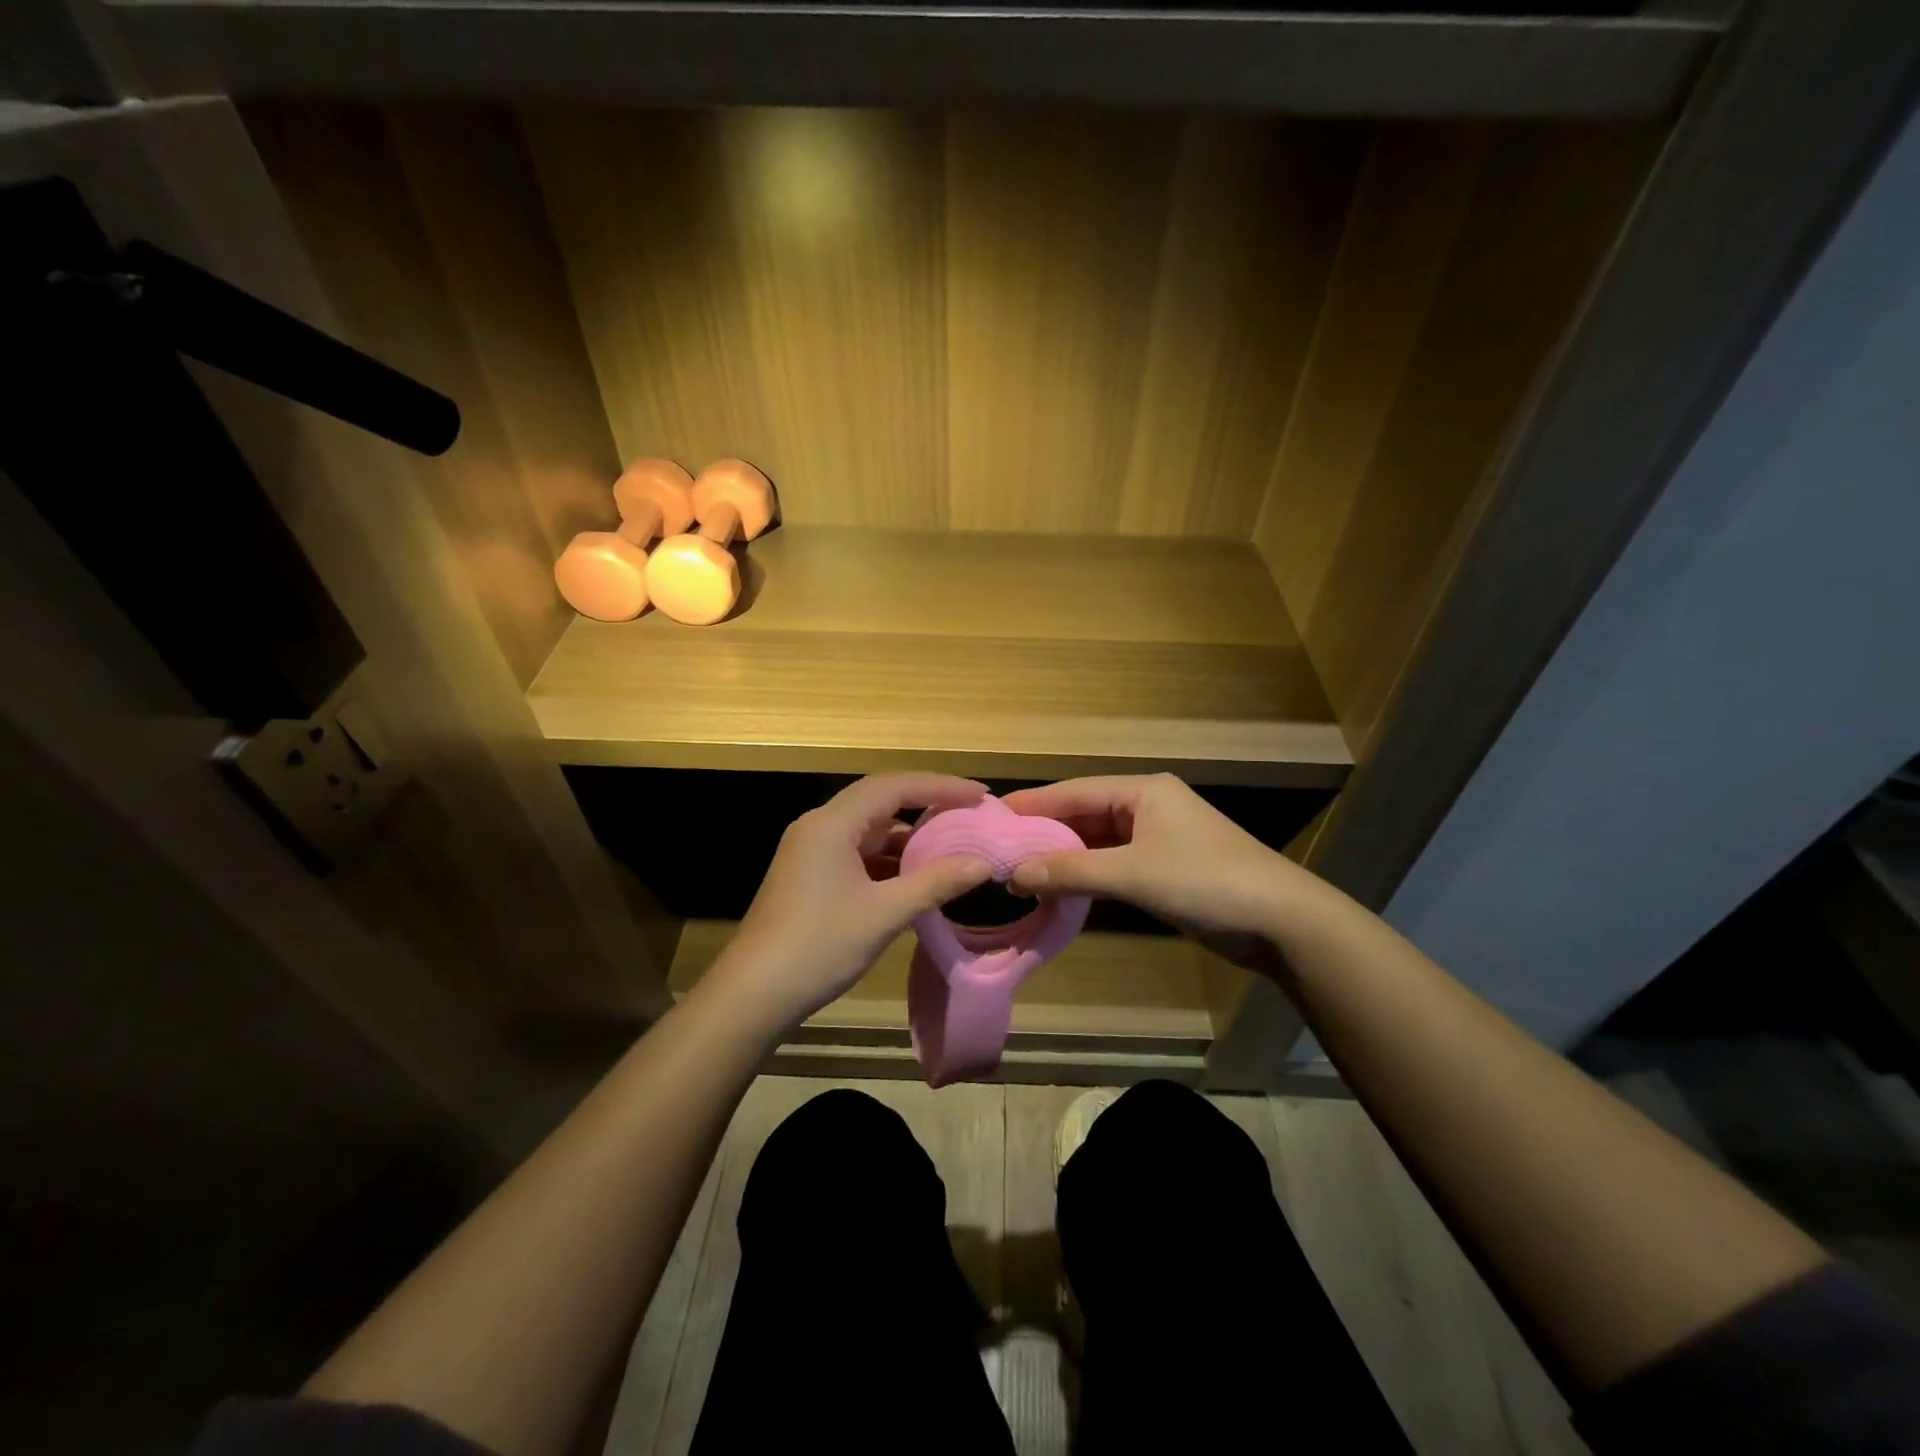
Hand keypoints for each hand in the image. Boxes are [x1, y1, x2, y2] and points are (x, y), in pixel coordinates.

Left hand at [711, 774, 993, 1030]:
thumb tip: (983, 863)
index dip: (941, 787)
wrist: (753, 995)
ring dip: (908, 833)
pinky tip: (915, 874)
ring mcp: (811, 851)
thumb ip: (936, 883)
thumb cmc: (819, 947)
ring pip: (869, 827)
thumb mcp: (884, 914)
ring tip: (951, 842)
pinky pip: (858, 851)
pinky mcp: (810, 874)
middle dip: (927, 803)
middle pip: (880, 799)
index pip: (894, 786)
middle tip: (969, 813)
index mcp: (832, 823)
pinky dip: (889, 857)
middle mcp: (819, 826)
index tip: (980, 796)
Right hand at [1001, 774, 1309, 955]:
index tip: (990, 818)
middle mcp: (1147, 806)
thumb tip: (1015, 875)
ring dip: (1064, 857)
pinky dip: (1087, 874)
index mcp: (1142, 791)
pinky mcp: (1166, 868)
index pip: (1073, 792)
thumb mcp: (1134, 875)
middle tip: (998, 849)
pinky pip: (1114, 864)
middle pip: (1083, 814)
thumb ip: (1073, 872)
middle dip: (1044, 833)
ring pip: (1098, 841)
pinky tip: (1059, 887)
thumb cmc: (1207, 882)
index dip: (1031, 806)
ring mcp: (1158, 838)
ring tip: (1018, 870)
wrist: (1283, 922)